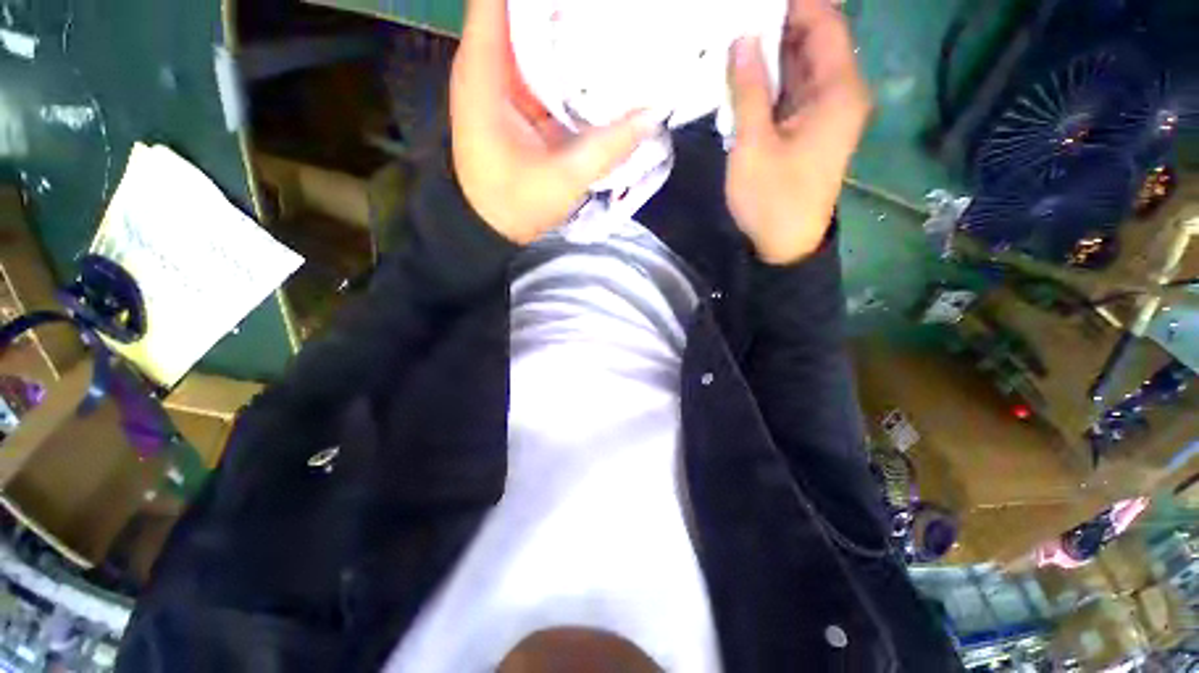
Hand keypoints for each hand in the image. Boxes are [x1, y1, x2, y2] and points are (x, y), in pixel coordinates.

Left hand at [451, 0, 659, 244]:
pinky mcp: (517, 102)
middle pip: (523, 11)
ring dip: (569, 29)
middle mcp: (490, 66)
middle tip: (613, 11)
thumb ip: (609, 147)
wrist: (491, 230)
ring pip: (534, 35)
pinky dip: (567, 61)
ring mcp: (504, 84)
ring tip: (612, 25)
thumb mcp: (564, 179)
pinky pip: (542, 66)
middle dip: (565, 7)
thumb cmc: (515, 205)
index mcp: (485, 72)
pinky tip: (597, 62)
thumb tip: (654, 114)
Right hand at [726, 0, 870, 264]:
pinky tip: (743, 73)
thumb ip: (749, 90)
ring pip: (800, 66)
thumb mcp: (754, 145)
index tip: (757, 1)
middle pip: (813, 41)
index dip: (795, 3)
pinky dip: (770, 79)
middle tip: (736, 17)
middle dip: (777, 24)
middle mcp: (839, 93)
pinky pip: (791, 91)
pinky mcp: (808, 128)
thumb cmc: (771, 199)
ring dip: (770, 52)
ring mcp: (823, 112)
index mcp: (838, 91)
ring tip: (734, 38)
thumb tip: (742, 38)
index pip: (824, 23)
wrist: (784, 243)